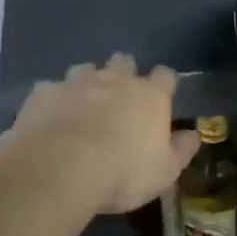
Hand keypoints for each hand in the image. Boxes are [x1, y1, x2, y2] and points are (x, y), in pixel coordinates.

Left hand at [11, 55, 200, 214]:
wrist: (59, 170)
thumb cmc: (123, 172)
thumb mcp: (165, 172)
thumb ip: (182, 150)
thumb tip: (194, 134)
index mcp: (150, 96)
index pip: (165, 76)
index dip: (164, 84)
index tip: (162, 96)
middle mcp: (115, 80)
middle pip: (124, 62)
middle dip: (124, 72)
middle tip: (120, 96)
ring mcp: (76, 82)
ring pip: (85, 69)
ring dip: (87, 82)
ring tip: (83, 104)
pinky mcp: (42, 93)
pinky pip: (51, 89)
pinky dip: (54, 100)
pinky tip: (51, 117)